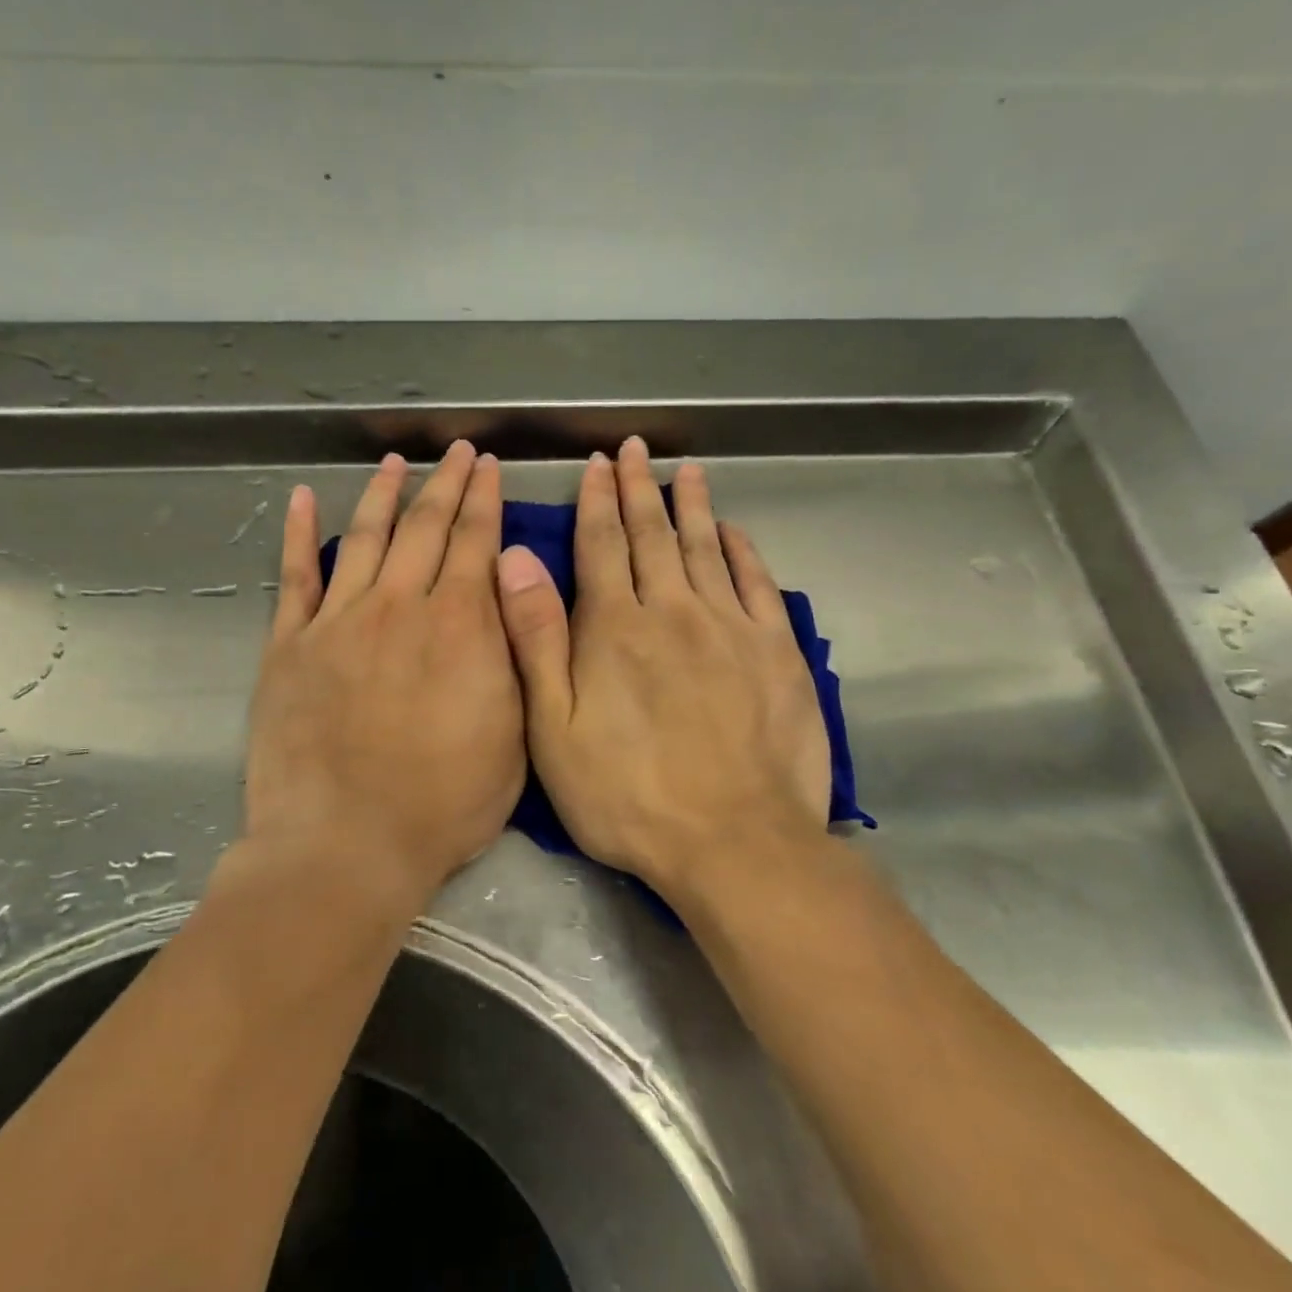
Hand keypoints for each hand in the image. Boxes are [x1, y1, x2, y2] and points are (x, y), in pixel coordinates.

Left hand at [243, 441, 524, 906]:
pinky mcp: (290, 645)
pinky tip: (303, 499)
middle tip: (455, 451)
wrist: (347, 844)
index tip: (487, 467)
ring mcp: (338, 620)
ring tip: (395, 461)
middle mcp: (399, 605)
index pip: (475, 542)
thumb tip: (505, 591)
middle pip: (425, 527)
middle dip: (445, 483)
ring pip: (366, 537)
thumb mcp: (512, 735)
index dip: (484, 499)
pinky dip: (299, 533)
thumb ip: (512, 655)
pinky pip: (295, 576)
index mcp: (459, 625)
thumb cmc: (443, 803)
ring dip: (383, 494)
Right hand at [494, 437, 831, 899]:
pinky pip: (758, 584)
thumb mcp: (554, 728)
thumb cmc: (626, 794)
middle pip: (652, 536)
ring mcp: (731, 628)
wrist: (734, 842)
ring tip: (685, 470)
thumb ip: (536, 639)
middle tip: (635, 449)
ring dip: (692, 506)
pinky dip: (742, 551)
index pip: (601, 546)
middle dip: (639, 489)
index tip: (596, 465)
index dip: (596, 502)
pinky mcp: (776, 653)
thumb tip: (515, 559)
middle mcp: (673, 611)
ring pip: (705, 549)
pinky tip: (733, 532)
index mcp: (615, 627)